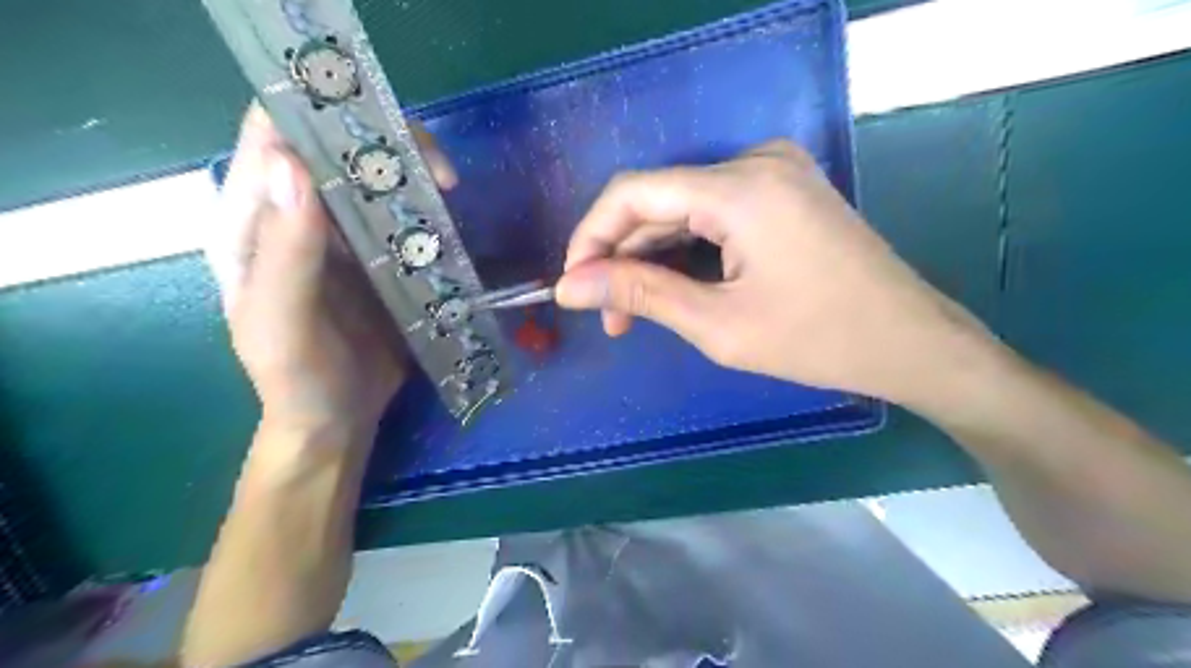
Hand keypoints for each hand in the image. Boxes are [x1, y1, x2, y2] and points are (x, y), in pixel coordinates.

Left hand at [207, 104, 457, 433]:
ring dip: (413, 173)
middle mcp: (297, 217)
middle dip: (386, 143)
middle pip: (336, 147)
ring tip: (449, 191)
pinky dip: (427, 207)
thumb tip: (292, 162)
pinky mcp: (380, 255)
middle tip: (438, 172)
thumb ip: (285, 252)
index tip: (375, 129)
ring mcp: (343, 235)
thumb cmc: (297, 379)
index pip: (272, 137)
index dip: (316, 113)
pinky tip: (448, 218)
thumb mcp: (282, 322)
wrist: (337, 419)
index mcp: (253, 223)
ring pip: (375, 177)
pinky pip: (402, 214)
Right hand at [558, 137, 995, 402]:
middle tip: (609, 316)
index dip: (591, 237)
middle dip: (623, 257)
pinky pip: (712, 212)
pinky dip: (685, 250)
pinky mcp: (782, 191)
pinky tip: (673, 287)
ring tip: (634, 312)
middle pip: (658, 200)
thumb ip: (638, 294)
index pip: (633, 193)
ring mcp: (773, 172)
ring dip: (652, 258)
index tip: (574, 286)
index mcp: (741, 188)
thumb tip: (570, 287)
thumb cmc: (818, 340)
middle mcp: (755, 162)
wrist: (910, 343)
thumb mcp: (717, 324)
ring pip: (682, 208)